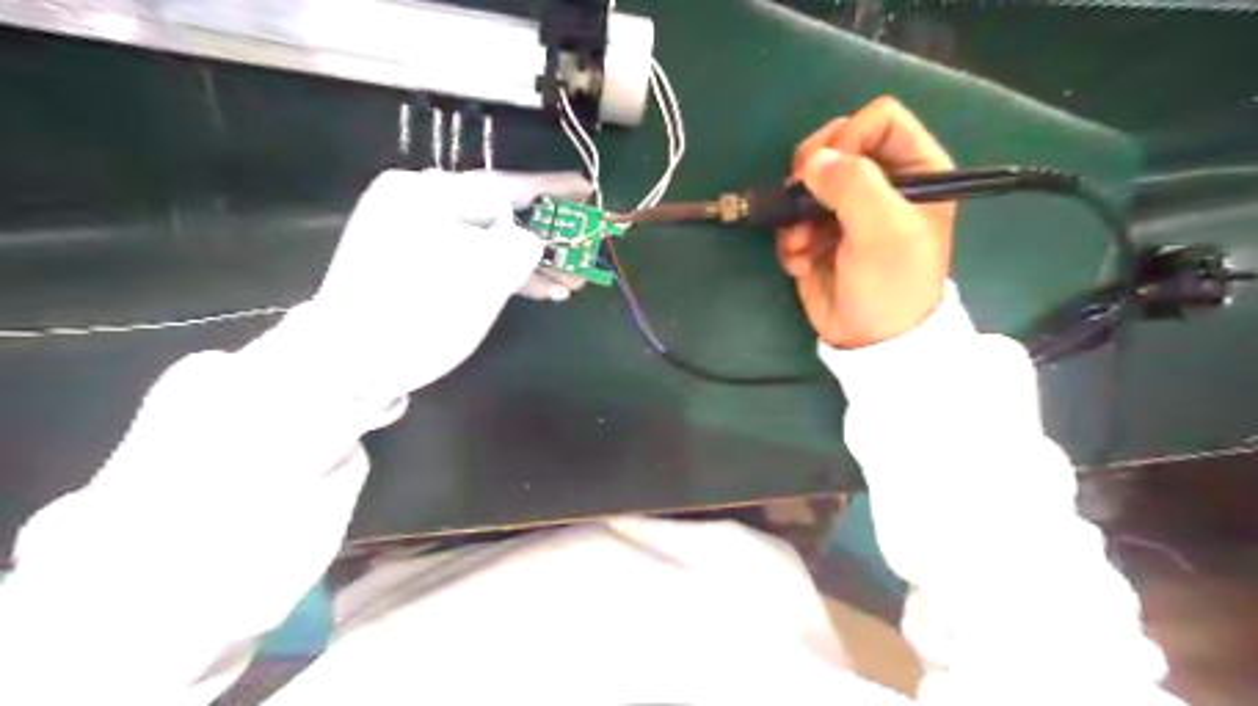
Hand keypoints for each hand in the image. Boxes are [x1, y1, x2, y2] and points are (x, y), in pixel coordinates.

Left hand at [292, 167, 588, 402]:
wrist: (350, 364)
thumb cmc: (421, 312)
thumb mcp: (485, 274)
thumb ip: (521, 245)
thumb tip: (529, 241)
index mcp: (427, 194)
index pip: (504, 185)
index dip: (551, 189)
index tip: (586, 189)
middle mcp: (417, 204)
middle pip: (497, 214)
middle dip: (545, 237)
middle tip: (581, 251)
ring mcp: (411, 236)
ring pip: (486, 242)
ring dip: (528, 263)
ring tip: (568, 284)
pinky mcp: (413, 266)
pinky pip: (468, 260)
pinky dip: (500, 274)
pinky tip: (537, 291)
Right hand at [779, 96, 953, 348]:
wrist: (871, 340)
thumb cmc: (891, 283)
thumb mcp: (883, 229)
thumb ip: (853, 183)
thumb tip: (812, 162)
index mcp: (915, 169)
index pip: (878, 119)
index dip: (849, 137)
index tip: (833, 172)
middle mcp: (880, 183)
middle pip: (834, 143)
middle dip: (812, 173)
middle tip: (804, 199)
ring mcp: (846, 210)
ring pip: (807, 182)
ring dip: (796, 213)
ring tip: (803, 244)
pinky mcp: (818, 235)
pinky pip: (792, 218)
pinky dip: (791, 240)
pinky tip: (801, 263)